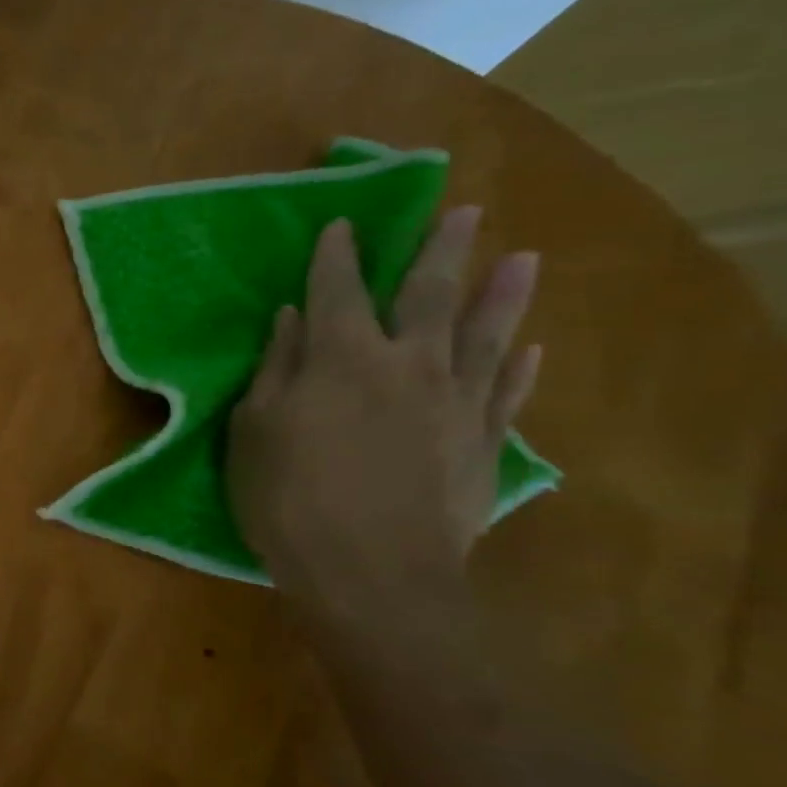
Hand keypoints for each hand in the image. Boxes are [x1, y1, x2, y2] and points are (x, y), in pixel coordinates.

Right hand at [227, 208, 539, 625]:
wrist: (371, 574)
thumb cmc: (290, 499)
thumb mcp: (254, 431)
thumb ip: (275, 368)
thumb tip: (291, 318)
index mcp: (341, 357)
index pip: (337, 290)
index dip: (337, 256)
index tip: (342, 225)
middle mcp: (406, 363)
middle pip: (427, 294)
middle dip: (439, 250)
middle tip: (462, 212)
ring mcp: (455, 401)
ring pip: (484, 333)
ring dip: (502, 293)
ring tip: (521, 259)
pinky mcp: (484, 442)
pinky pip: (507, 392)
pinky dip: (520, 366)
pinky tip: (532, 347)